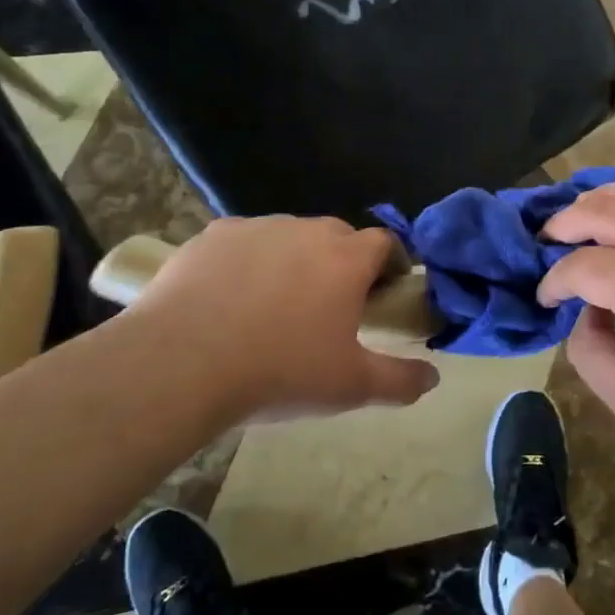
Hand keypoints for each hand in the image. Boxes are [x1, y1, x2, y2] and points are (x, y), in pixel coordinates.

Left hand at [127, 216, 438, 421]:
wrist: (181, 364)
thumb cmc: (279, 371)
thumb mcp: (350, 386)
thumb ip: (400, 381)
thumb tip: (433, 379)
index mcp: (347, 259)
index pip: (385, 243)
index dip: (390, 264)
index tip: (384, 292)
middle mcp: (307, 230)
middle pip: (338, 236)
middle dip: (342, 262)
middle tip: (329, 306)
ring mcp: (257, 228)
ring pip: (289, 237)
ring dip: (294, 260)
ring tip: (274, 305)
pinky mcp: (213, 235)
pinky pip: (243, 243)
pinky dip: (247, 262)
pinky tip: (229, 299)